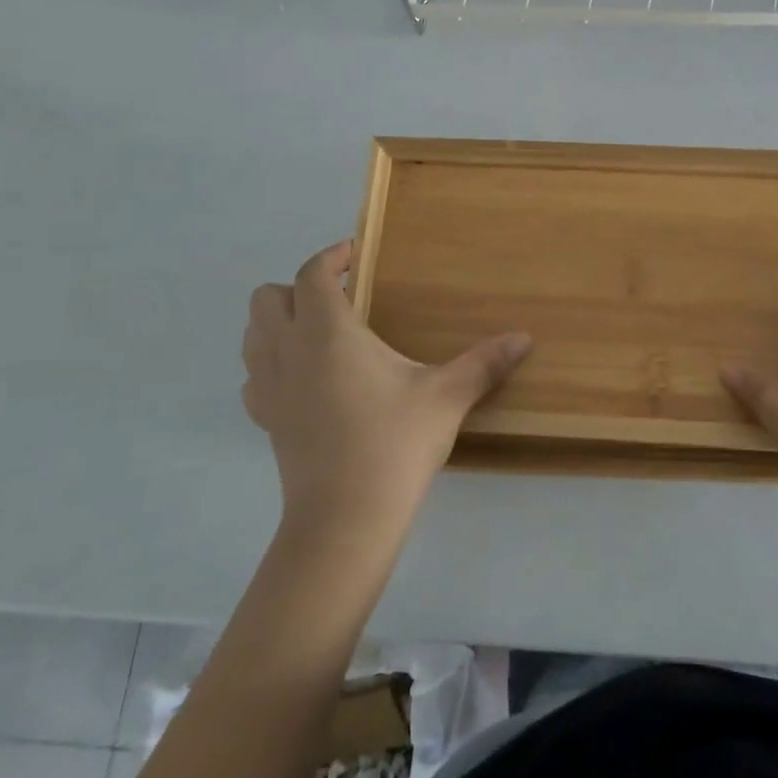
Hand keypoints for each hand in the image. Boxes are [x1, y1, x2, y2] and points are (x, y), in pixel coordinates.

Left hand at [242, 240, 531, 535]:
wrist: (344, 522)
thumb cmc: (394, 446)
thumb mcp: (446, 398)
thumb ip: (484, 363)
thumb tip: (524, 338)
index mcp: (327, 332)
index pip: (312, 273)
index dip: (332, 256)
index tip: (357, 255)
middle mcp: (288, 350)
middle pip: (268, 296)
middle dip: (298, 286)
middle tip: (342, 297)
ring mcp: (269, 387)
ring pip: (253, 333)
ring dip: (278, 320)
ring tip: (321, 331)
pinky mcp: (265, 420)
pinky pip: (254, 374)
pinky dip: (271, 362)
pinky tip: (306, 377)